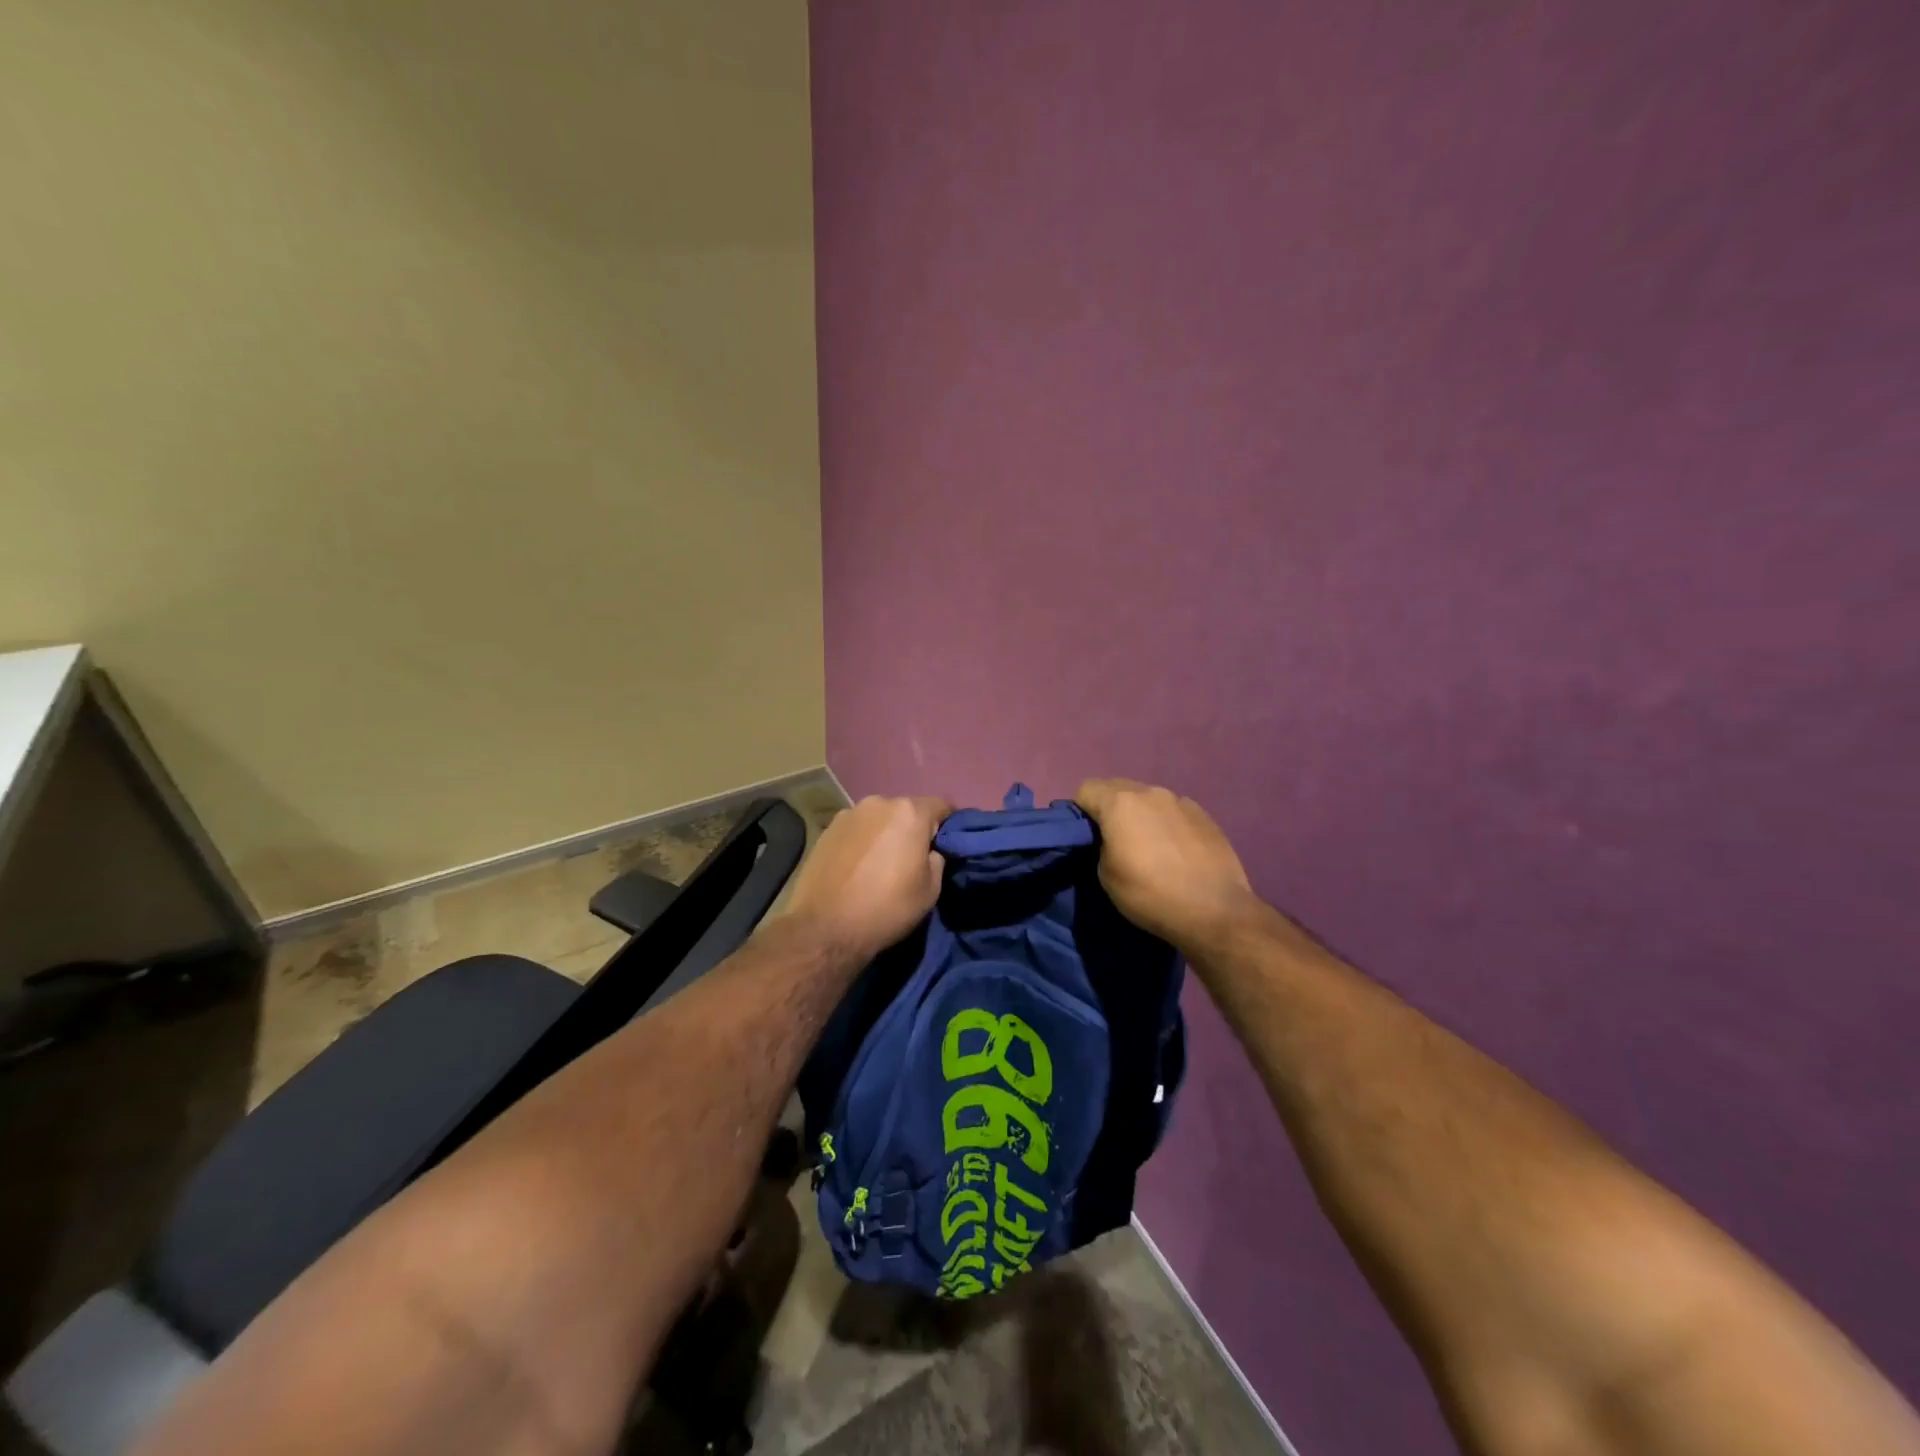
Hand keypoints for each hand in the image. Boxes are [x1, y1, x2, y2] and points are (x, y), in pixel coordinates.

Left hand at [784, 794, 952, 961]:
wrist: (824, 928)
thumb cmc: (886, 908)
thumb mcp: (931, 890)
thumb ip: (937, 859)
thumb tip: (930, 850)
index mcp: (909, 812)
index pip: (942, 805)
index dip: (949, 824)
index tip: (948, 845)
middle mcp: (878, 803)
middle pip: (907, 810)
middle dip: (914, 828)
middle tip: (913, 857)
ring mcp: (848, 813)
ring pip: (879, 819)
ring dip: (886, 834)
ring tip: (881, 863)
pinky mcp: (826, 829)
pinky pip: (857, 829)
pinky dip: (863, 841)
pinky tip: (858, 866)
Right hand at [1074, 779, 1257, 952]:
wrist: (1215, 911)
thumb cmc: (1150, 894)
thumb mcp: (1106, 875)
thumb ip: (1101, 845)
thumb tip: (1109, 838)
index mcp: (1121, 802)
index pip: (1086, 789)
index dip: (1080, 810)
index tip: (1085, 836)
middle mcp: (1151, 792)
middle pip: (1117, 788)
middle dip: (1109, 808)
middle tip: (1113, 840)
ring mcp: (1181, 801)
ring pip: (1148, 798)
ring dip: (1140, 814)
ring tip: (1148, 846)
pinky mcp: (1204, 815)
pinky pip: (1173, 811)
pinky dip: (1166, 823)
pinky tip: (1175, 851)